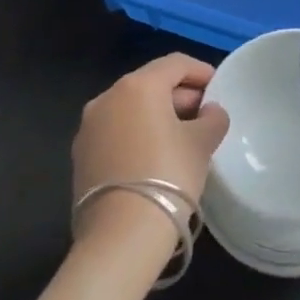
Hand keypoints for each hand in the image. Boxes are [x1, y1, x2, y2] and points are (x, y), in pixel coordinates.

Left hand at [73, 54, 228, 247]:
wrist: (121, 235)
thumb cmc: (168, 174)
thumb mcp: (202, 143)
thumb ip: (212, 118)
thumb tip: (209, 111)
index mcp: (138, 86)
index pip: (175, 64)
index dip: (201, 71)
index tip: (218, 88)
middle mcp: (107, 98)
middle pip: (150, 84)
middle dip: (179, 96)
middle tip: (204, 116)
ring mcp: (88, 128)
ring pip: (131, 109)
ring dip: (157, 116)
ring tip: (182, 139)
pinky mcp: (81, 157)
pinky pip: (116, 132)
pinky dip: (138, 135)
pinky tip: (156, 158)